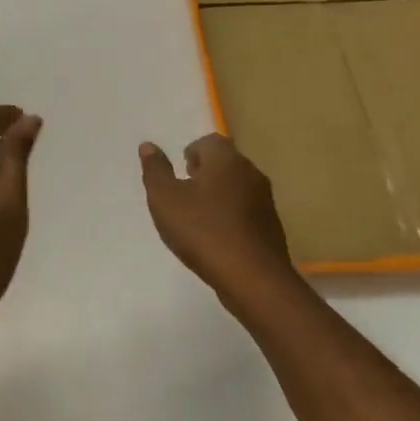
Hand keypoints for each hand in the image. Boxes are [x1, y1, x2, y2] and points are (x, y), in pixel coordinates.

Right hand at [140, 133, 304, 316]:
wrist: (253, 278)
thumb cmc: (203, 231)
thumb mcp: (165, 199)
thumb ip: (155, 170)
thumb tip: (148, 146)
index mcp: (225, 159)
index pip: (209, 141)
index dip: (191, 154)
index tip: (180, 175)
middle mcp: (250, 172)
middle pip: (225, 163)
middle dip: (204, 174)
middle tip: (184, 196)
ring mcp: (265, 200)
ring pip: (237, 187)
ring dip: (218, 196)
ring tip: (198, 220)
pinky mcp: (271, 226)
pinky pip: (246, 210)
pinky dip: (231, 216)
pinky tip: (218, 239)